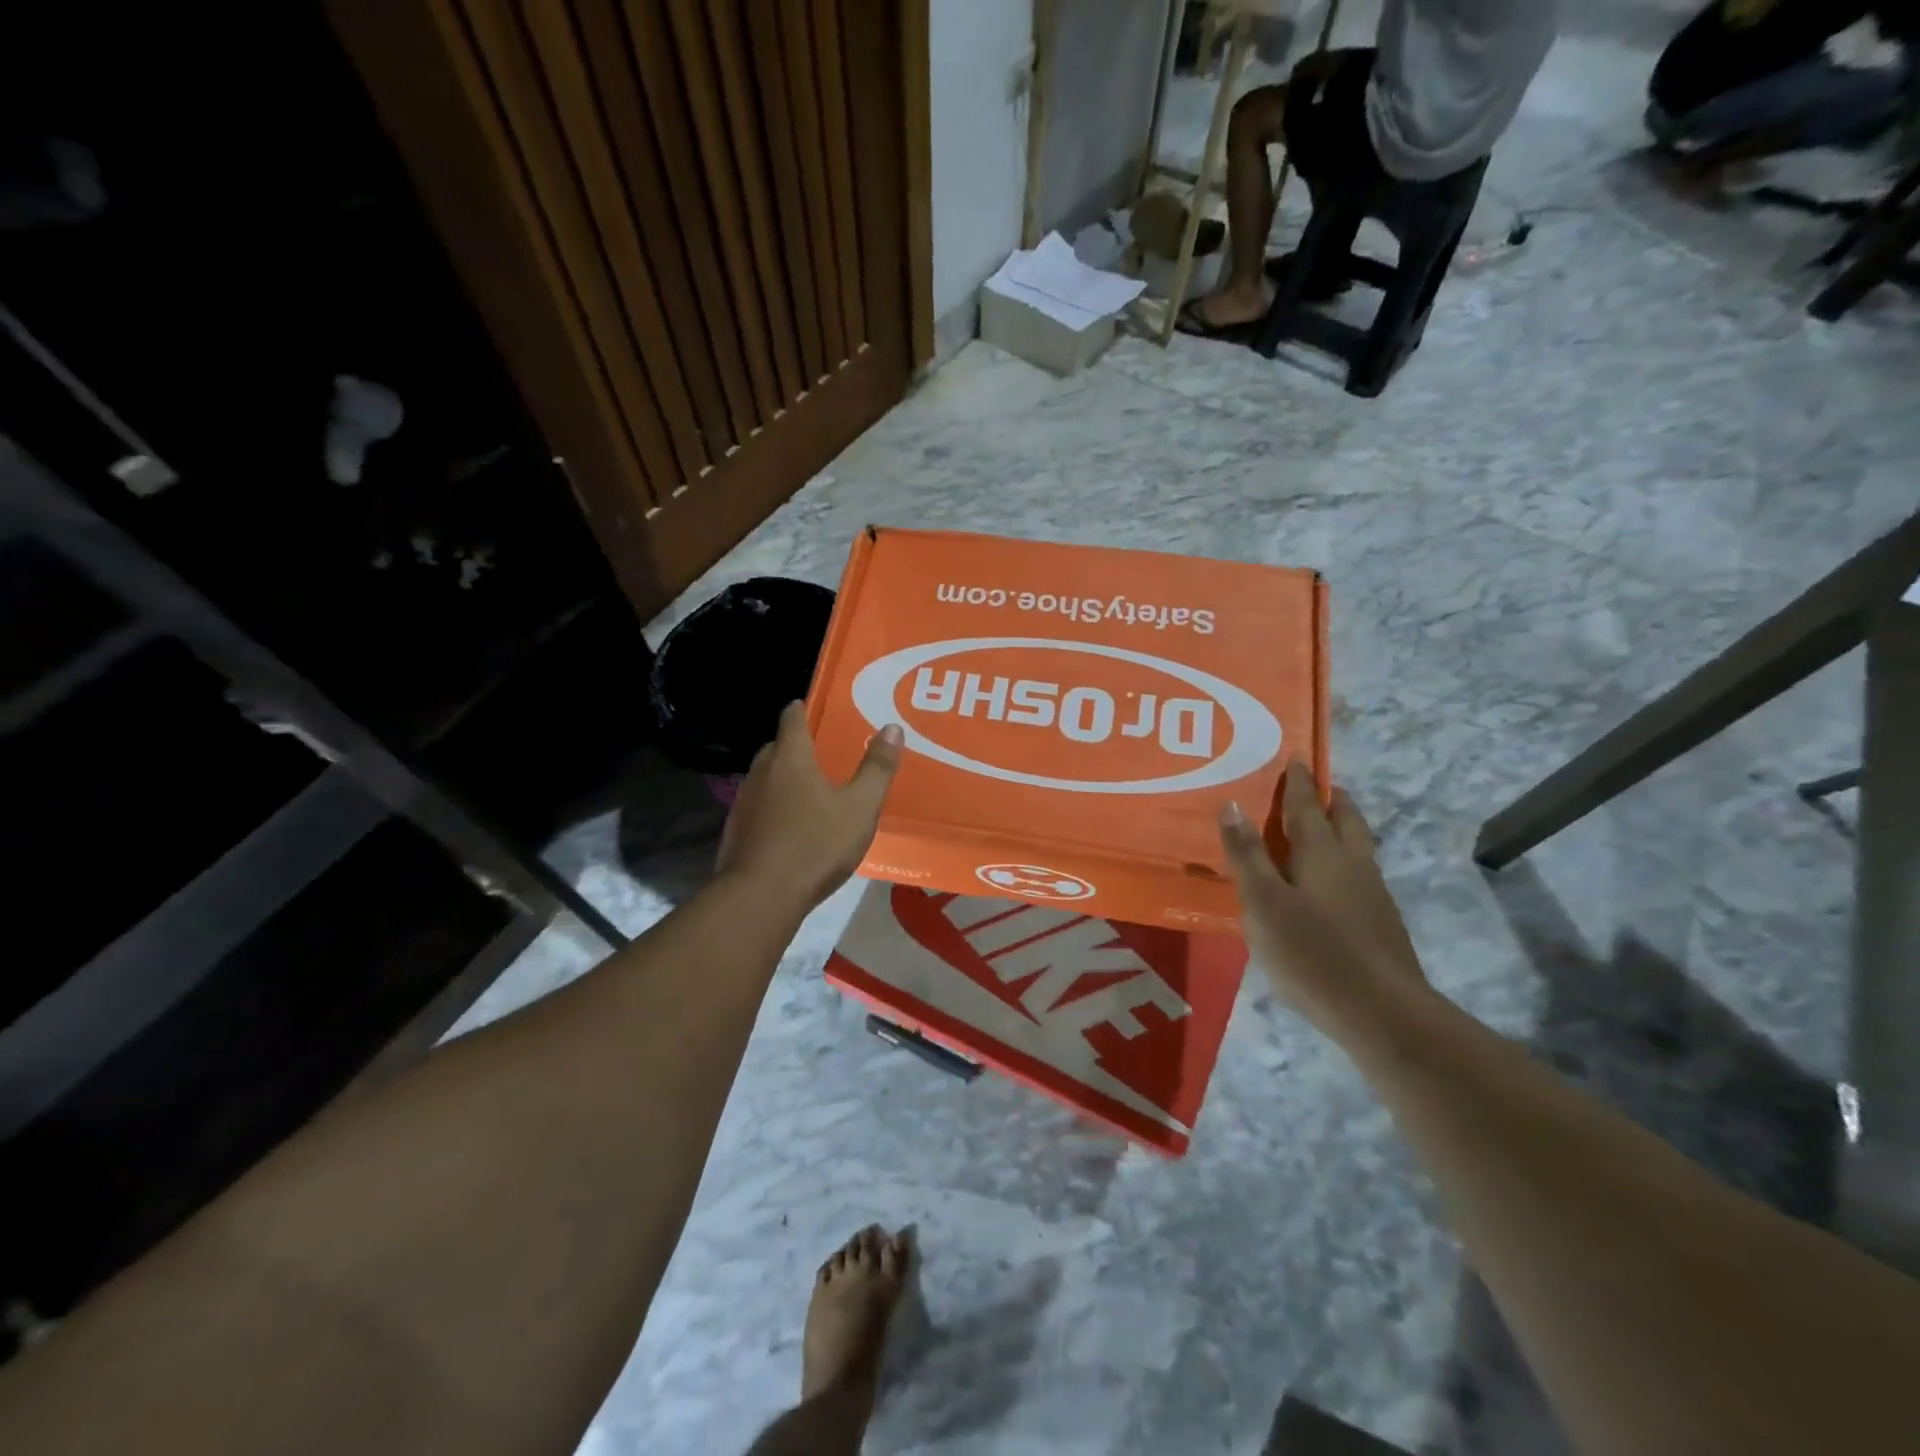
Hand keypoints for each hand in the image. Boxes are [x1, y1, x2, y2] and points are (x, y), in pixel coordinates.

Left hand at [716, 703, 901, 910]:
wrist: (761, 896)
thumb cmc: (816, 844)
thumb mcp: (860, 807)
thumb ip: (877, 768)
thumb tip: (892, 728)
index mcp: (791, 759)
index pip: (791, 720)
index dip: (800, 710)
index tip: (807, 706)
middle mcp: (761, 773)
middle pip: (775, 748)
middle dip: (793, 746)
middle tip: (817, 752)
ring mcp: (744, 803)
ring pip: (764, 779)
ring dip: (781, 779)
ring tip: (806, 790)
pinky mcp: (735, 832)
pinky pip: (757, 807)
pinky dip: (772, 808)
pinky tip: (788, 827)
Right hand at [1218, 761, 1428, 1042]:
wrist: (1382, 1013)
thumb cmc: (1312, 952)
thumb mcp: (1263, 903)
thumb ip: (1247, 855)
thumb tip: (1232, 804)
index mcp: (1322, 852)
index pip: (1307, 805)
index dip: (1298, 781)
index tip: (1295, 757)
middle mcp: (1353, 863)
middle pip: (1346, 818)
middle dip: (1331, 798)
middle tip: (1315, 787)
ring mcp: (1373, 893)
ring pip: (1359, 845)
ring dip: (1342, 827)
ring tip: (1322, 827)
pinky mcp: (1381, 922)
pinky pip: (1360, 872)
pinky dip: (1344, 860)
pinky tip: (1331, 882)